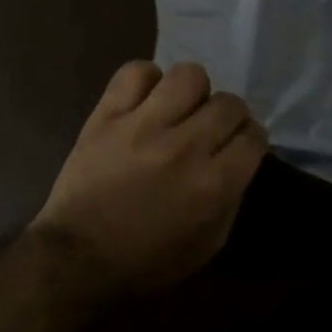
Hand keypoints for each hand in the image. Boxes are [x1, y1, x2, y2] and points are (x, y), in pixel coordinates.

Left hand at [31, 61, 267, 294]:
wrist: (78, 257)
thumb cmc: (147, 260)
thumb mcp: (207, 244)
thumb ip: (231, 197)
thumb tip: (239, 157)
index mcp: (213, 185)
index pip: (253, 136)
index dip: (250, 139)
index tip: (239, 143)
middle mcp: (185, 147)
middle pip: (228, 103)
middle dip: (228, 115)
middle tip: (211, 127)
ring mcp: (144, 125)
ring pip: (188, 75)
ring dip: (192, 92)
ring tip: (179, 107)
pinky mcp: (108, 114)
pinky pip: (136, 71)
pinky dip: (146, 80)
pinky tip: (145, 100)